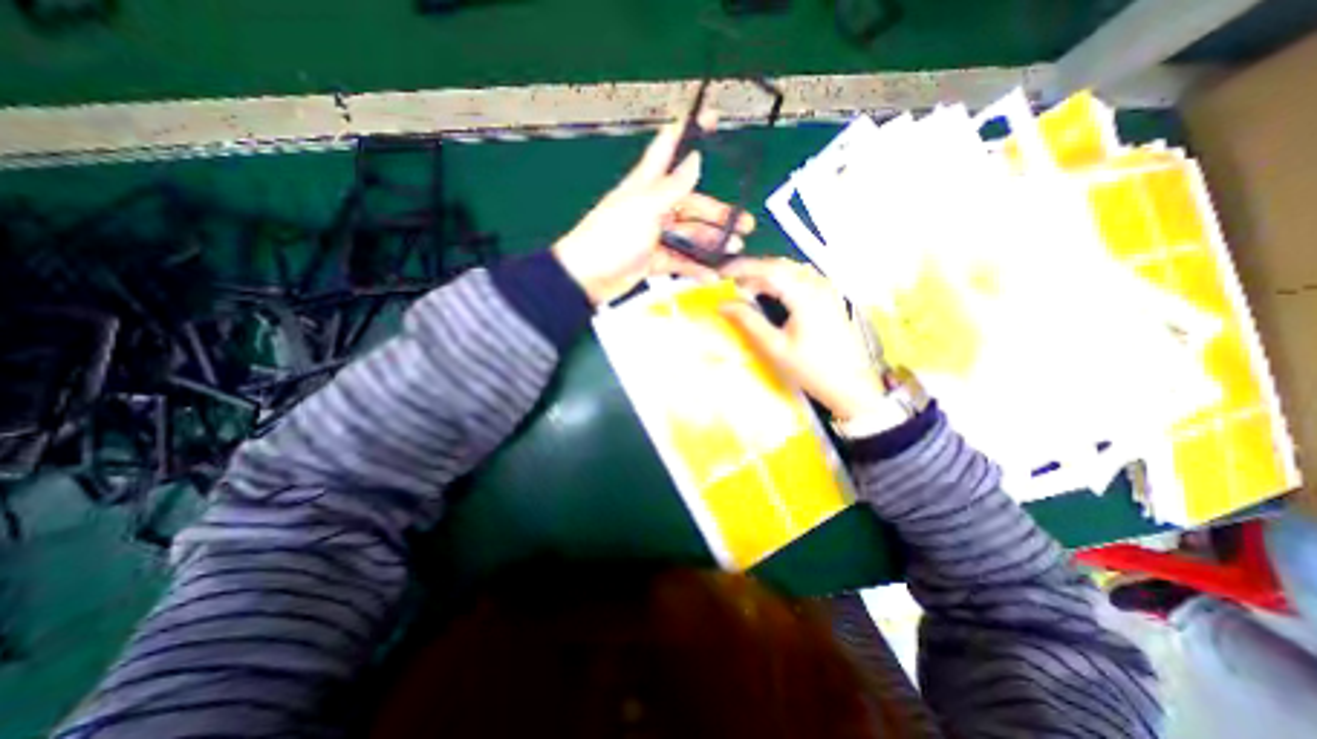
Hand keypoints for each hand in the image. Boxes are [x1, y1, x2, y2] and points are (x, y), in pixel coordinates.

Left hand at [550, 108, 757, 306]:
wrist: (586, 278)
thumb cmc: (612, 237)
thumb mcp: (644, 208)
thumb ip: (672, 187)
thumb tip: (695, 159)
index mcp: (647, 185)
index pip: (670, 148)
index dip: (690, 130)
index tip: (713, 117)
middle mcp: (653, 207)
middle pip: (691, 203)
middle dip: (717, 213)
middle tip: (744, 225)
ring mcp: (653, 235)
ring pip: (689, 235)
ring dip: (711, 242)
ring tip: (734, 250)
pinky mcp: (653, 259)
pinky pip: (679, 260)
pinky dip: (695, 267)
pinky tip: (711, 274)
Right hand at [715, 256, 889, 420]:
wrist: (850, 385)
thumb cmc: (810, 369)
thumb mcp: (775, 347)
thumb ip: (748, 321)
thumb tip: (723, 304)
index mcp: (804, 294)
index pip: (767, 269)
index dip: (741, 268)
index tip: (720, 274)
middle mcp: (817, 284)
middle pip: (779, 265)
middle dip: (752, 271)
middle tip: (730, 284)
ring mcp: (827, 289)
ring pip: (791, 270)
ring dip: (766, 275)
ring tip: (746, 289)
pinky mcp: (830, 297)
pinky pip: (801, 278)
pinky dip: (781, 280)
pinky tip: (771, 294)